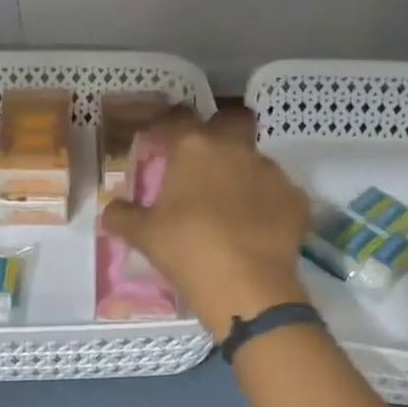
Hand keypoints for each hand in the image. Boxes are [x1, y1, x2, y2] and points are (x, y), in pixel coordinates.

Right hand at [99, 111, 311, 340]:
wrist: (247, 287)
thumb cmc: (187, 250)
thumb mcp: (143, 235)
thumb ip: (122, 216)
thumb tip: (111, 209)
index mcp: (195, 147)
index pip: (178, 119)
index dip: (166, 128)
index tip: (157, 143)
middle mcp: (236, 149)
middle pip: (229, 123)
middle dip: (217, 135)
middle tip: (200, 164)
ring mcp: (272, 172)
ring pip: (254, 160)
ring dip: (241, 174)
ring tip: (228, 206)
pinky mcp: (296, 200)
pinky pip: (277, 194)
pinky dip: (266, 205)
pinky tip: (255, 229)